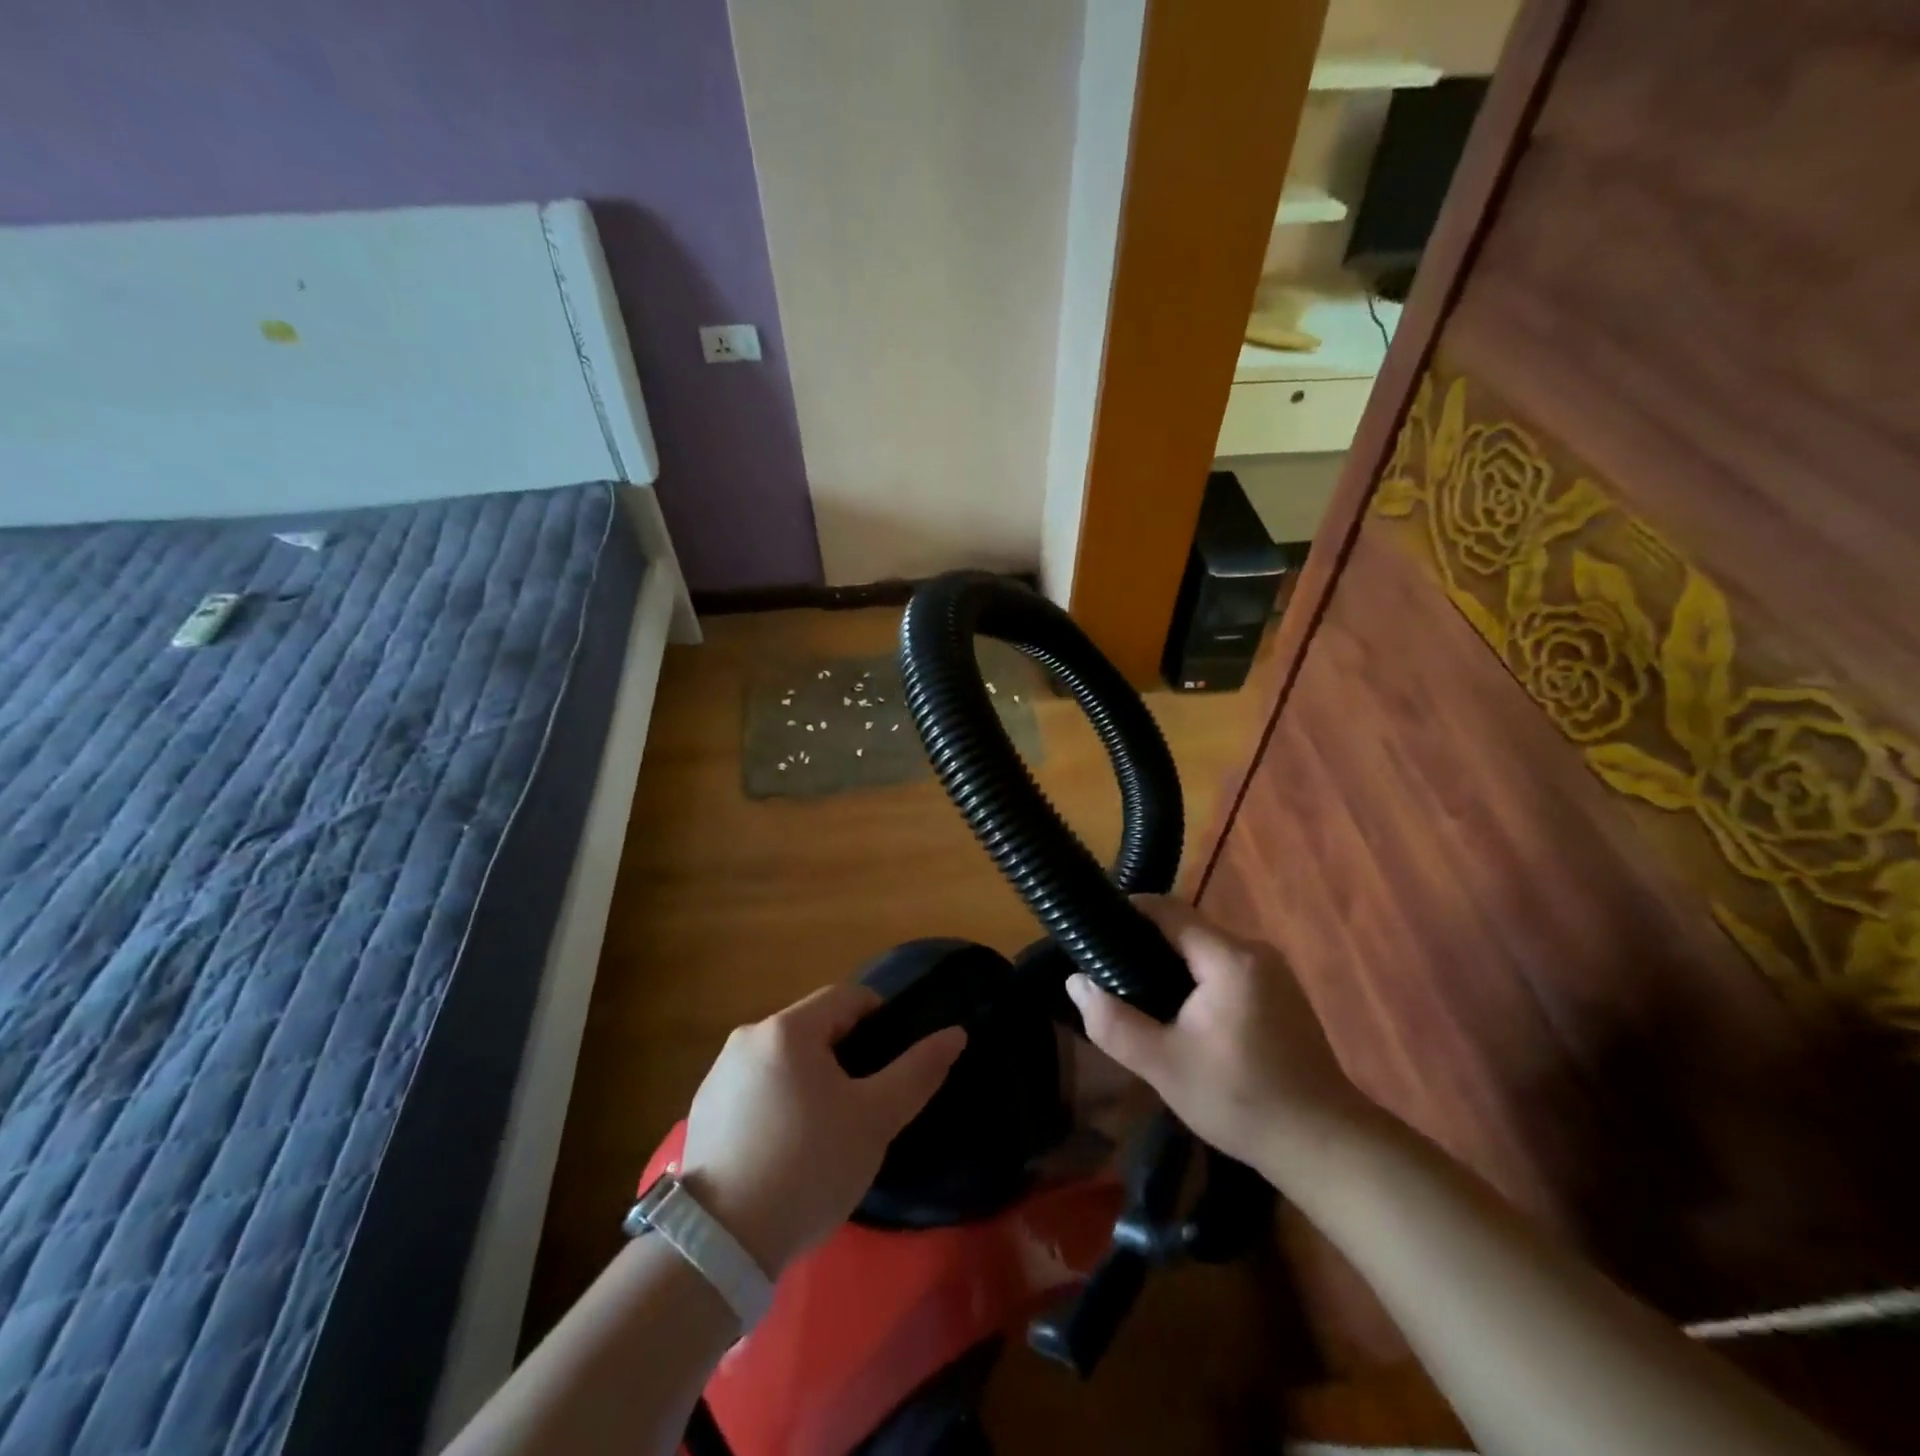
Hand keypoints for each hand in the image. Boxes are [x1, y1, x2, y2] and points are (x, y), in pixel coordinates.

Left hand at [679, 984, 965, 1275]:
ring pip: (785, 1058)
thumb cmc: (808, 1167)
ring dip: (812, 1079)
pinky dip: (779, 1101)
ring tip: (825, 1131)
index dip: (880, 1021)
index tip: (892, 1064)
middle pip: (815, 1027)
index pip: (848, 997)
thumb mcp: (874, 1120)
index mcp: (788, 1028)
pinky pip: (757, 1086)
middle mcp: (749, 1037)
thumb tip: (956, 1033)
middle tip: (864, 1104)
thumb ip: (918, 1071)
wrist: (720, 1246)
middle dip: (846, 1055)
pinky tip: (785, 1149)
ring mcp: (720, 1072)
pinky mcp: (703, 1107)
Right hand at [1064, 896, 1373, 1173]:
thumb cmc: (1241, 1101)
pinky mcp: (1280, 994)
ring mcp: (1272, 972)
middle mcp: (1254, 952)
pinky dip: (1195, 978)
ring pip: (1205, 950)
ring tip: (1133, 990)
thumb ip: (1114, 1022)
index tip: (1092, 929)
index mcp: (1230, 958)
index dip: (1128, 911)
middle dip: (1144, 942)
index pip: (1169, 910)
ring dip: (1169, 962)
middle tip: (1106, 969)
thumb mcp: (1164, 1066)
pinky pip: (1225, 968)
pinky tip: (1177, 1011)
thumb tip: (1076, 982)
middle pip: (1187, 929)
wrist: (1324, 1146)